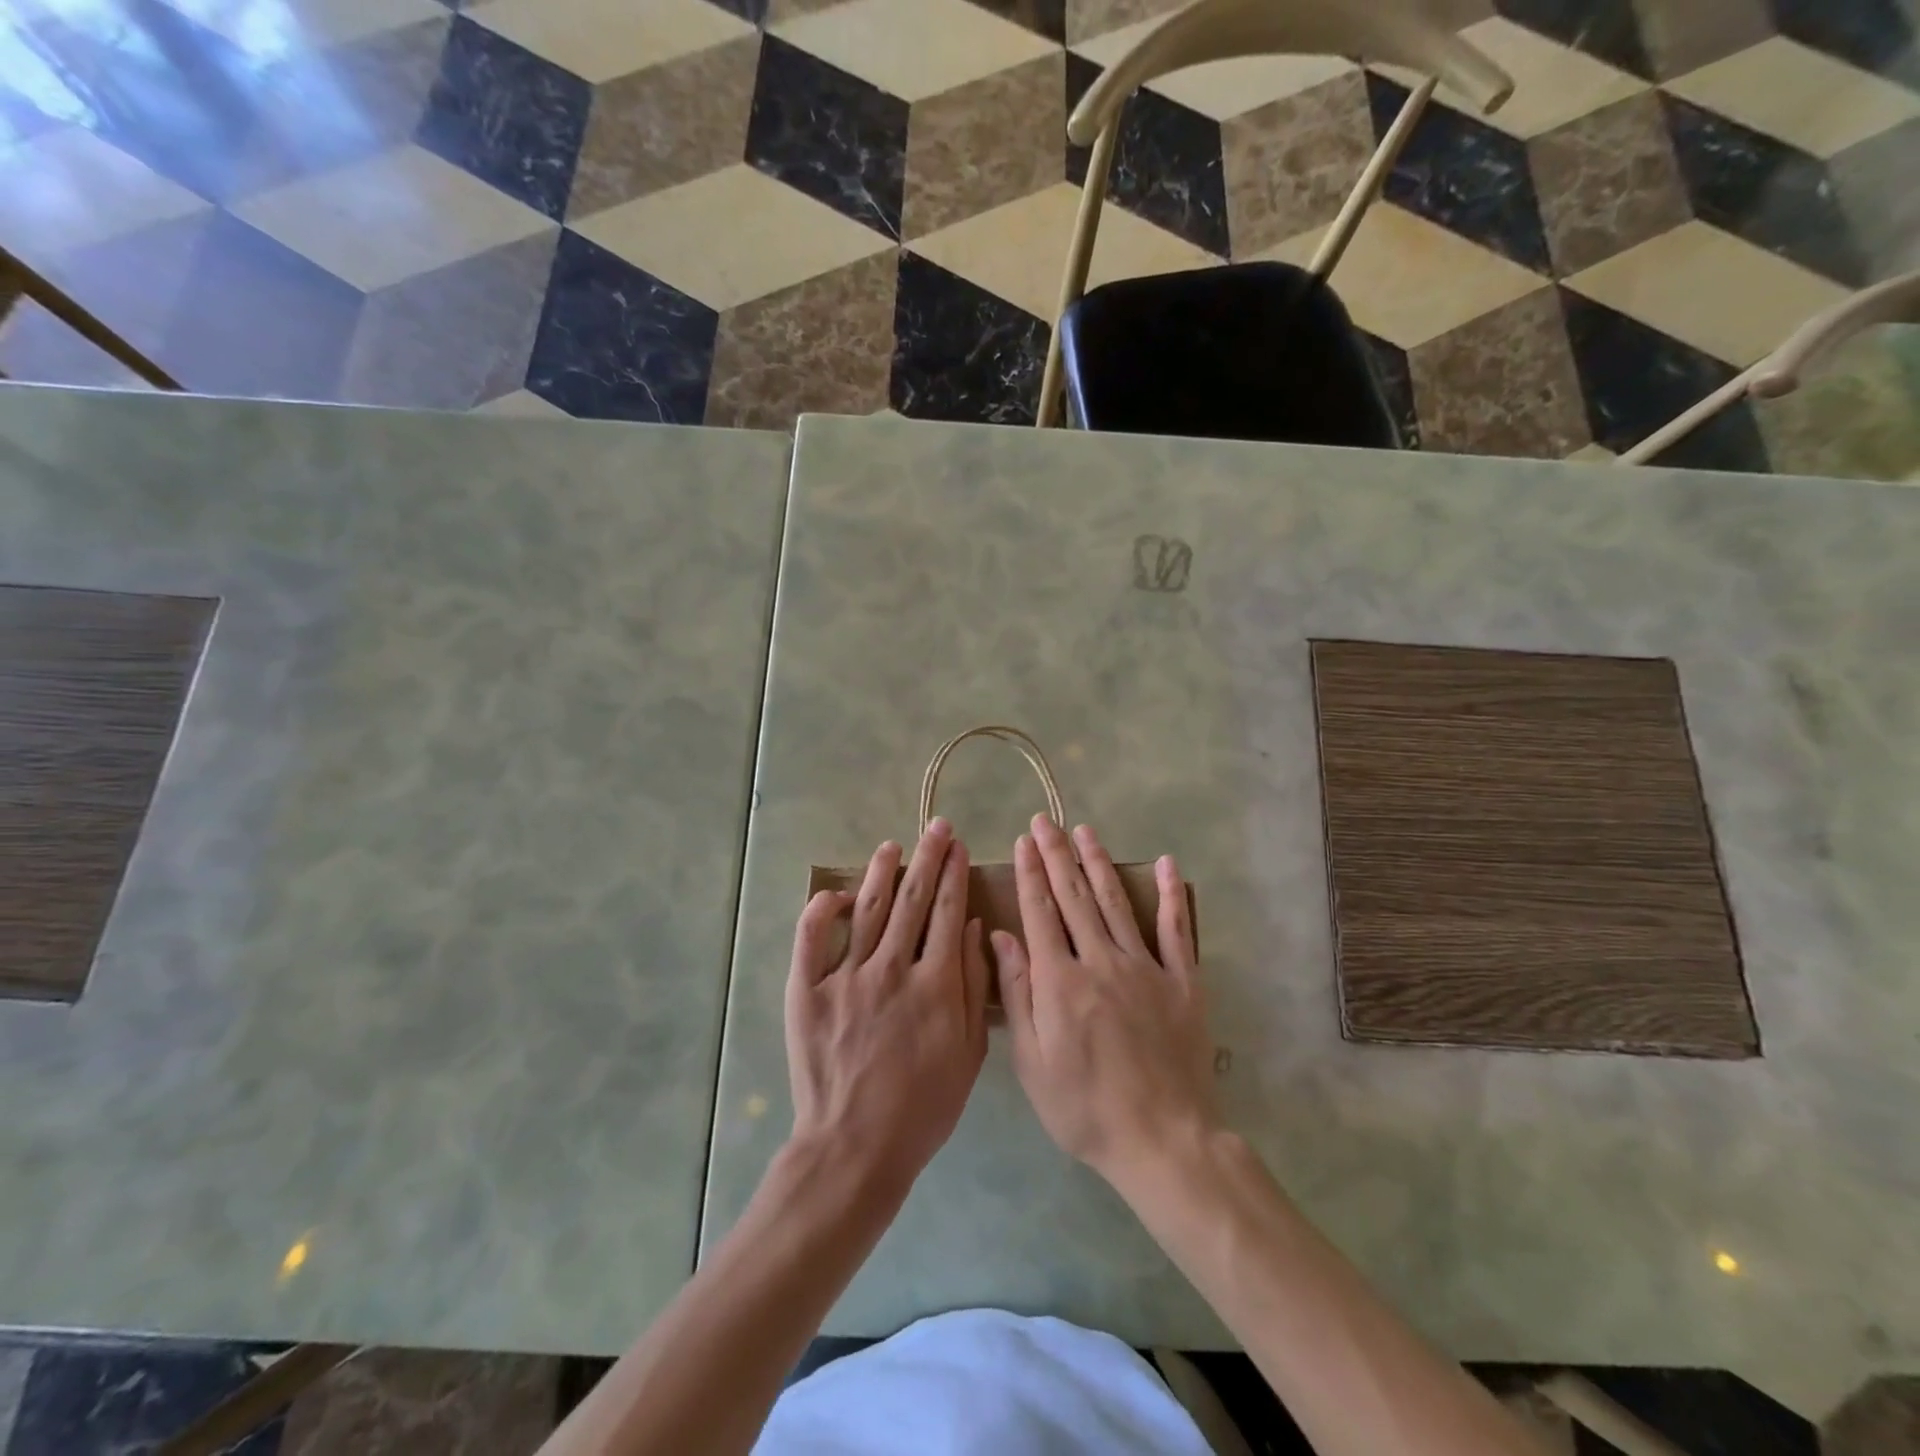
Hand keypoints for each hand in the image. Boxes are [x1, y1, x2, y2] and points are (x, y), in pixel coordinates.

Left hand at [785, 818, 989, 1188]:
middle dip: (927, 859)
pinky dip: (822, 911)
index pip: (946, 913)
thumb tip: (970, 927)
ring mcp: (846, 977)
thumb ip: (971, 985)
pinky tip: (837, 893)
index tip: (957, 847)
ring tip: (893, 846)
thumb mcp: (968, 1053)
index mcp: (934, 984)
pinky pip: (812, 940)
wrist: (855, 1146)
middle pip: (913, 901)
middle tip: (936, 828)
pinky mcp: (808, 991)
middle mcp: (892, 969)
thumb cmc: (923, 1106)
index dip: (953, 875)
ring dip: (882, 873)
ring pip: (869, 910)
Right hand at [995, 816, 1217, 1183]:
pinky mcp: (1182, 981)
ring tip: (1085, 831)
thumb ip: (1018, 995)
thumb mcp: (1033, 1063)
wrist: (1162, 1141)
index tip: (1023, 841)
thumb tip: (1001, 937)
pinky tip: (1166, 864)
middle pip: (1074, 897)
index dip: (1030, 874)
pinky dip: (1171, 895)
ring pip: (1116, 902)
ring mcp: (1146, 968)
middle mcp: (1101, 961)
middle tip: (1046, 821)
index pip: (1041, 913)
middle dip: (1057, 855)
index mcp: (1060, 982)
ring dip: (1098, 863)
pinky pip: (1175, 930)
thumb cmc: (1085, 1109)